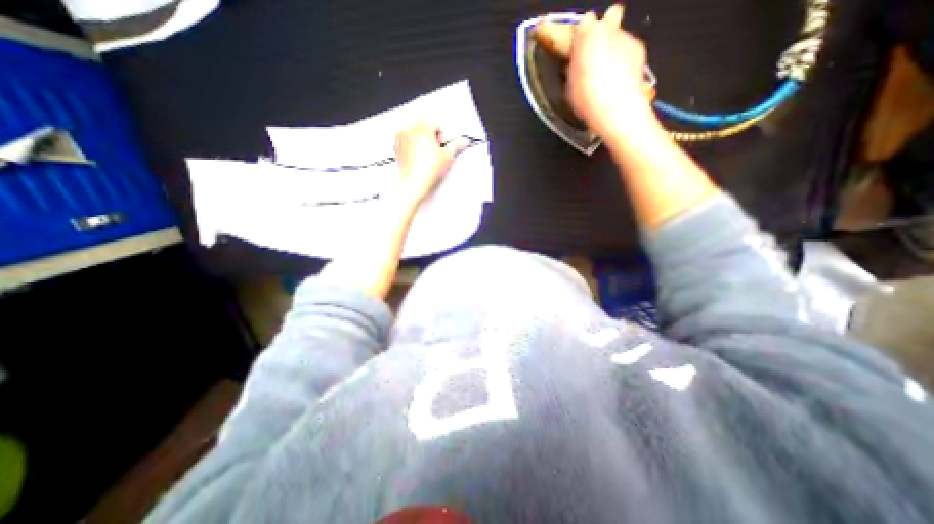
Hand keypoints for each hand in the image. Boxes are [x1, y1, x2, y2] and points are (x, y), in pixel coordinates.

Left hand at [392, 121, 466, 204]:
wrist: (413, 184)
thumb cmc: (427, 172)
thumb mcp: (447, 157)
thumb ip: (457, 146)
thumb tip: (464, 142)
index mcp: (423, 128)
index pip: (436, 123)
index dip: (442, 135)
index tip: (442, 145)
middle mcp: (410, 130)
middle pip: (424, 124)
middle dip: (431, 135)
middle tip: (435, 149)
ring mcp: (401, 137)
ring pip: (414, 130)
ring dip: (422, 138)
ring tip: (427, 153)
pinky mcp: (397, 146)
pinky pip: (406, 138)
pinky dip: (412, 143)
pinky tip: (418, 156)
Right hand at [561, 4, 655, 139]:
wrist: (615, 108)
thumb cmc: (586, 99)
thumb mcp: (569, 87)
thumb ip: (573, 70)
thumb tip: (574, 67)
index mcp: (586, 36)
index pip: (583, 23)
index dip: (581, 35)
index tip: (578, 48)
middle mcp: (609, 29)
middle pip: (610, 15)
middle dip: (606, 27)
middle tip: (598, 49)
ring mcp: (627, 38)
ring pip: (621, 35)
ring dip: (615, 48)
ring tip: (609, 71)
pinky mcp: (640, 50)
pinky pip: (631, 49)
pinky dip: (625, 60)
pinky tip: (620, 78)